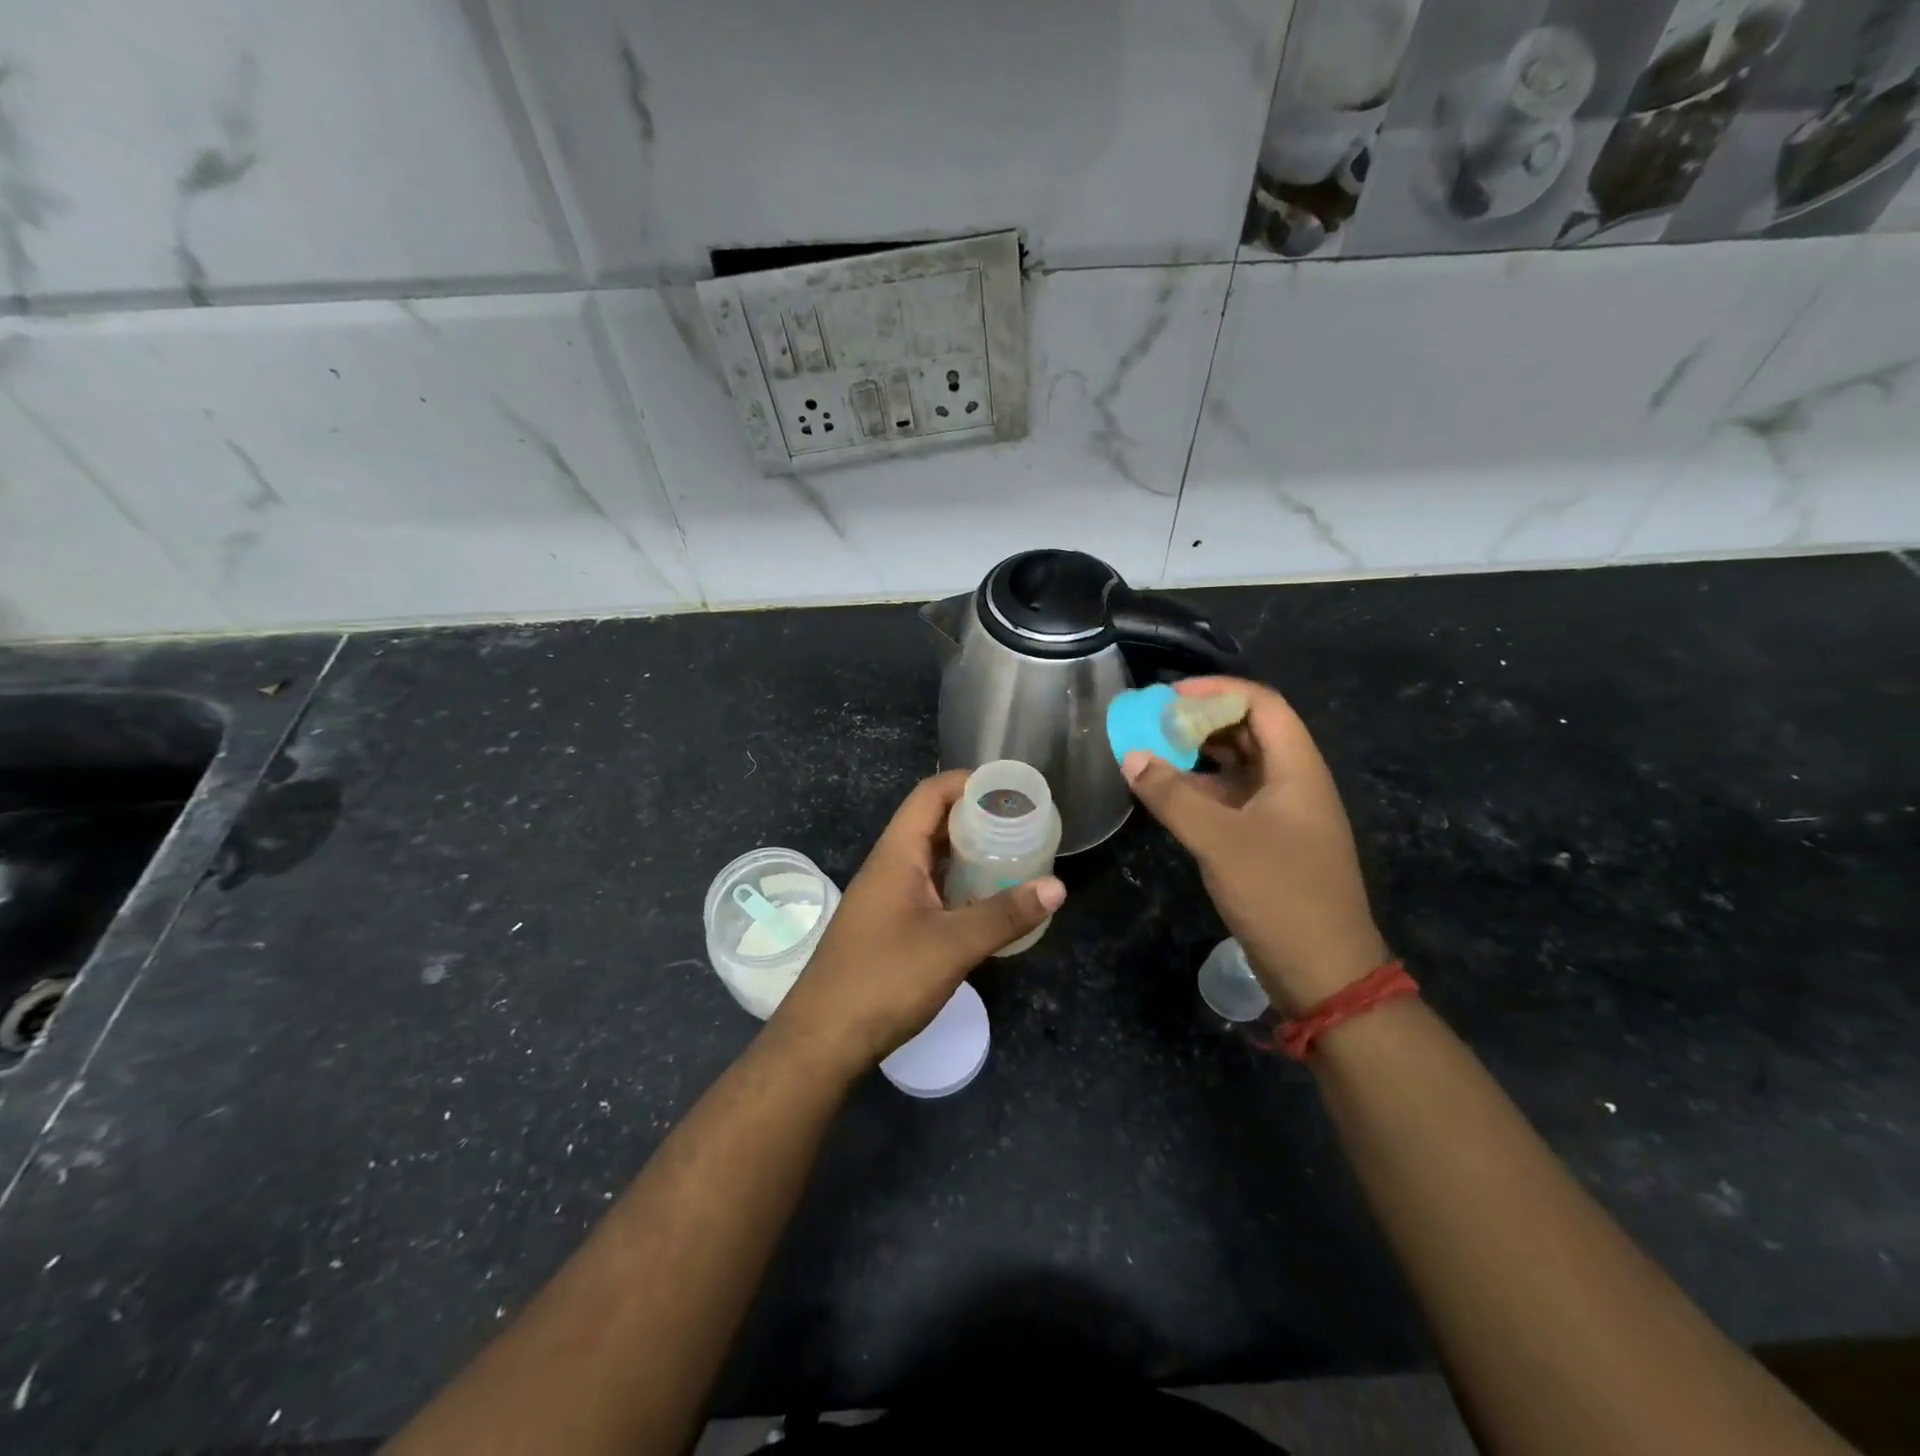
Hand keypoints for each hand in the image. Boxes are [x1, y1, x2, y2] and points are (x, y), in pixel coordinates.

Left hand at [769, 770, 1066, 1075]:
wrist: (822, 1039)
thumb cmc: (884, 980)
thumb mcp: (952, 946)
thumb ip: (1004, 914)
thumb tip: (1058, 887)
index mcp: (897, 854)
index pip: (931, 794)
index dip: (969, 782)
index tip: (1012, 790)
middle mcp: (889, 867)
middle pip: (933, 823)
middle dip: (977, 818)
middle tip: (1024, 825)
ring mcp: (886, 898)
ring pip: (932, 860)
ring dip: (969, 855)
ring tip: (1015, 858)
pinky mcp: (888, 926)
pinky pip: (929, 890)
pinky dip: (959, 886)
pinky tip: (987, 903)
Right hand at [1122, 676, 1388, 1014]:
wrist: (1323, 971)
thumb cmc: (1278, 894)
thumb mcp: (1218, 840)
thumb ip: (1172, 795)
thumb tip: (1131, 756)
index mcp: (1297, 769)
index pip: (1262, 704)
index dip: (1217, 691)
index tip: (1170, 696)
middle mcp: (1295, 782)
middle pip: (1251, 731)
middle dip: (1203, 720)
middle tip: (1154, 722)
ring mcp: (1284, 814)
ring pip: (1241, 766)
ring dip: (1200, 755)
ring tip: (1155, 751)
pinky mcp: (1272, 842)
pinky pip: (1234, 799)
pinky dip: (1202, 789)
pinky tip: (1169, 794)